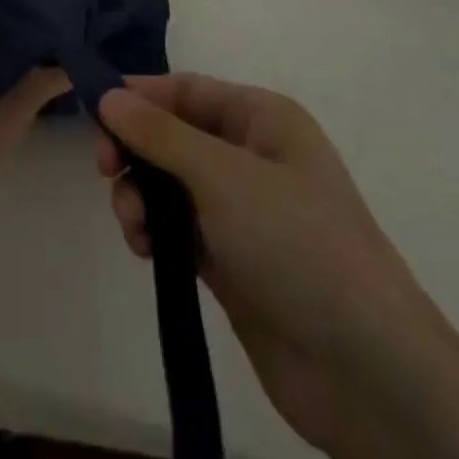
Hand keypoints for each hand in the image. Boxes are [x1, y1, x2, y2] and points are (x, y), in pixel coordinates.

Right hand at [95, 75, 428, 456]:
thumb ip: (160, 134)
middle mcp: (251, 155)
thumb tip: (108, 95)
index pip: (187, 90)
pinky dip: (155, 231)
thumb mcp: (223, 176)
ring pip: (170, 183)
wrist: (364, 369)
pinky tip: (145, 250)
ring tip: (133, 225)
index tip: (94, 115)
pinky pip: (178, 227)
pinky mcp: (231, 259)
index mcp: (262, 118)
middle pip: (174, 134)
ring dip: (141, 195)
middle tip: (106, 173)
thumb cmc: (296, 244)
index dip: (140, 97)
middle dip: (136, 150)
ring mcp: (242, 210)